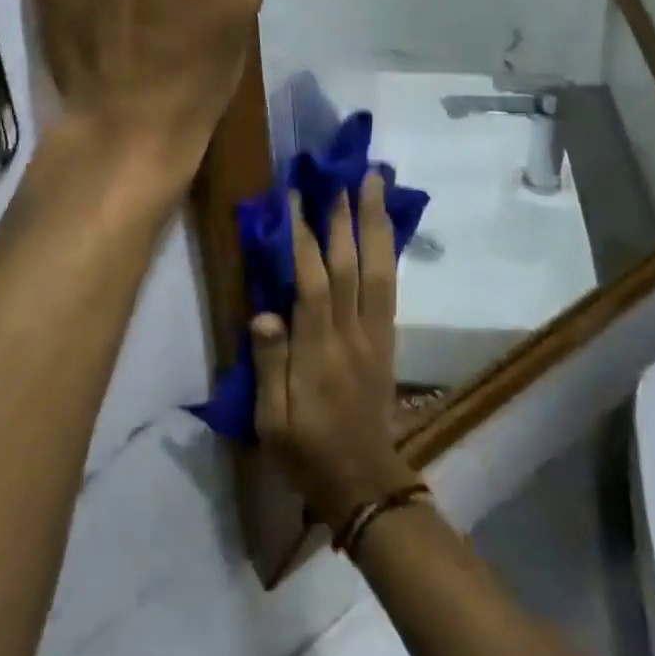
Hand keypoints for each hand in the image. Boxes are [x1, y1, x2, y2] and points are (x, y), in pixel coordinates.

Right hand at [251, 174, 421, 526]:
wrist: (363, 482)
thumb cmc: (307, 452)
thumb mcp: (272, 422)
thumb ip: (268, 365)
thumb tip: (264, 312)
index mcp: (318, 352)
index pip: (313, 283)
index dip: (304, 237)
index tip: (295, 197)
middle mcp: (352, 333)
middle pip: (352, 265)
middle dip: (347, 216)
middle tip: (346, 173)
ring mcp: (376, 333)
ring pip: (380, 268)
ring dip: (377, 222)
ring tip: (376, 183)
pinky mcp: (388, 337)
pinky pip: (390, 284)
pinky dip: (388, 248)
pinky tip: (385, 226)